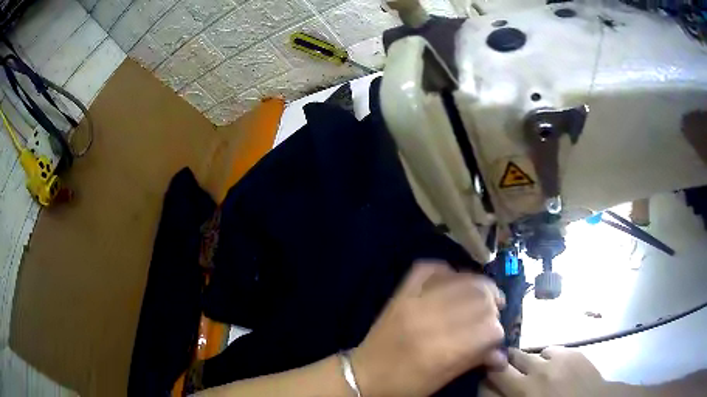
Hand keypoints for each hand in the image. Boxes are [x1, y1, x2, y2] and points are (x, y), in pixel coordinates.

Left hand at [351, 261, 505, 396]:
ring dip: (479, 287)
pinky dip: (448, 271)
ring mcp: (412, 301)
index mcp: (440, 351)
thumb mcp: (441, 380)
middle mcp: (429, 320)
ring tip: (482, 297)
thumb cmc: (404, 385)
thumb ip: (474, 361)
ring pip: (461, 279)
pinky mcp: (401, 292)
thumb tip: (502, 353)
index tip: (495, 338)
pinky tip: (455, 282)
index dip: (498, 332)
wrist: (363, 375)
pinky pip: (430, 267)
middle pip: (480, 299)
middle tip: (492, 315)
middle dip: (493, 307)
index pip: (489, 328)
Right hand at [486, 347, 608, 396]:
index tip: (488, 382)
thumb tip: (489, 387)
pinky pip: (550, 350)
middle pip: (505, 361)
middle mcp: (533, 376)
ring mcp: (553, 362)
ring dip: (526, 363)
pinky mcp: (570, 352)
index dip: (485, 380)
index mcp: (521, 394)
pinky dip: (547, 357)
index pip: (488, 381)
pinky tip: (554, 367)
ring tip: (536, 372)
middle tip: (507, 373)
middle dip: (502, 365)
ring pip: (527, 353)